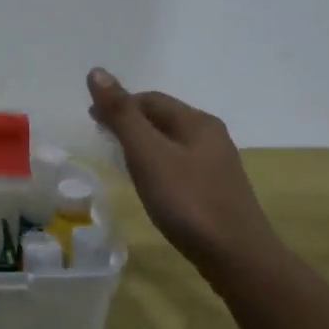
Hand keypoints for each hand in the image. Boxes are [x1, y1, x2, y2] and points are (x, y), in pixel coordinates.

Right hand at [86, 68, 282, 277]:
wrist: (237, 257)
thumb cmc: (188, 201)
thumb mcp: (148, 155)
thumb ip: (122, 115)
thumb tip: (97, 71)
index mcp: (197, 121)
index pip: (150, 99)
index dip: (118, 104)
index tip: (91, 120)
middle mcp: (211, 136)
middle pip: (163, 118)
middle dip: (130, 122)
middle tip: (100, 138)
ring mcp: (217, 165)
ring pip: (172, 143)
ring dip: (143, 144)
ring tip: (119, 160)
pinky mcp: (216, 191)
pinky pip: (180, 166)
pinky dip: (157, 165)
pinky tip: (149, 185)